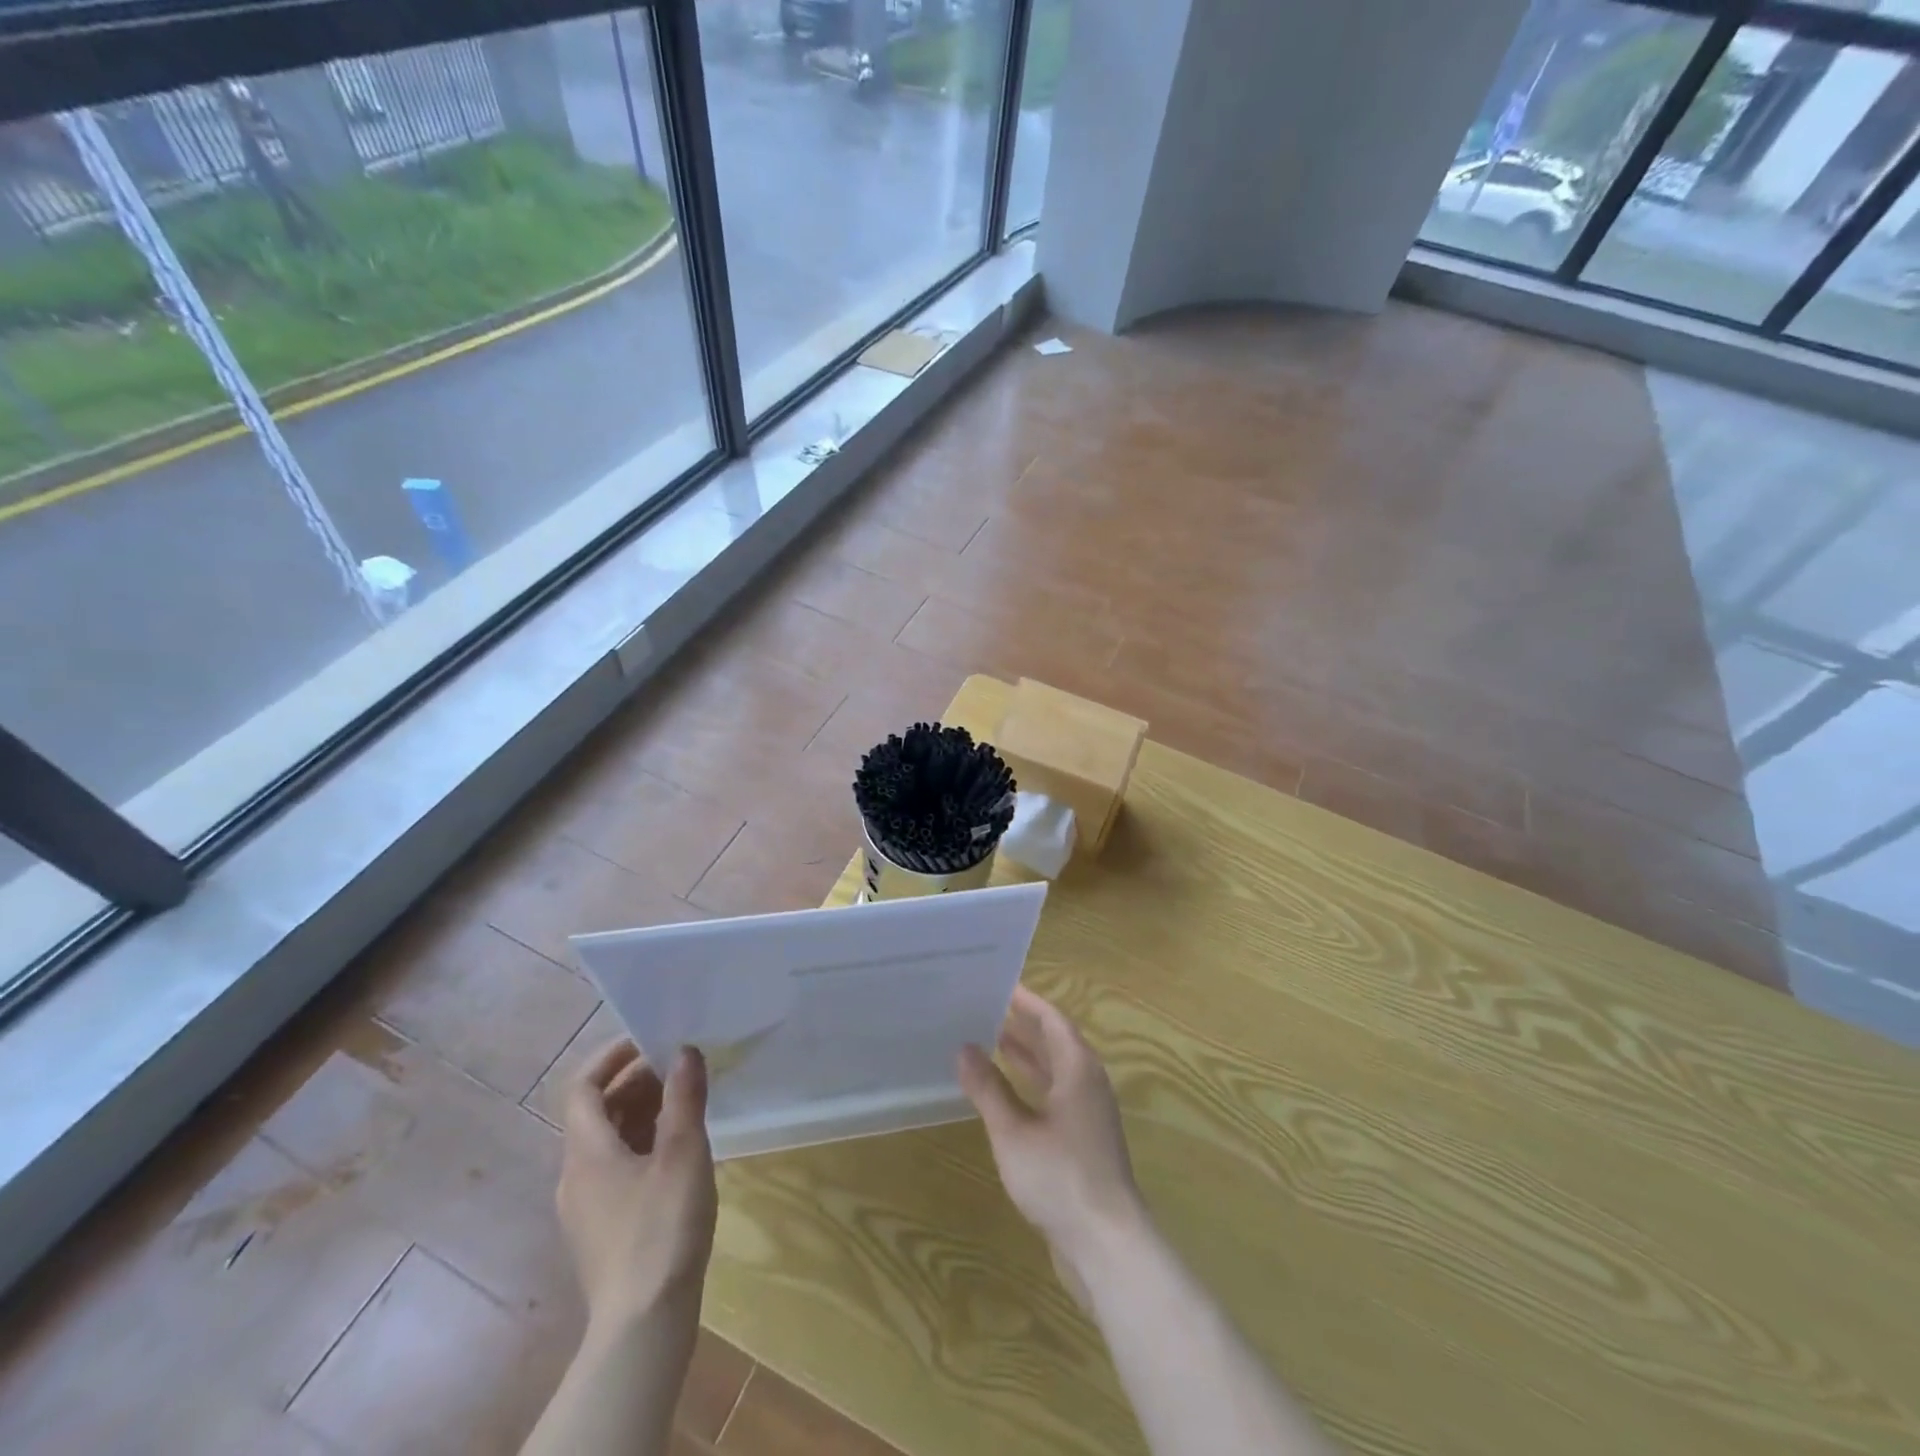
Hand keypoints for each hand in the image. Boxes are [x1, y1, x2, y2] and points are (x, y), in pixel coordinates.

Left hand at [557, 1040, 716, 1334]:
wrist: (643, 1325)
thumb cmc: (661, 1228)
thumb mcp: (682, 1153)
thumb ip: (684, 1097)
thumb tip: (685, 1050)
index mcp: (586, 1152)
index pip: (583, 1087)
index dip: (612, 1057)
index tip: (650, 1038)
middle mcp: (576, 1175)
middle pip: (597, 1112)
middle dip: (636, 1081)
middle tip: (681, 1066)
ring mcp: (586, 1207)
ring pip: (609, 1141)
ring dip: (642, 1112)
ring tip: (686, 1101)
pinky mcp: (603, 1230)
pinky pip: (617, 1168)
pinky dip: (642, 1143)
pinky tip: (678, 1151)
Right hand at [958, 986, 1144, 1299]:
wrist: (1106, 1244)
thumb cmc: (1059, 1177)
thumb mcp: (1013, 1131)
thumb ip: (987, 1088)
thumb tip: (964, 1048)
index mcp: (1078, 1069)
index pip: (1052, 1020)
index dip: (1027, 1002)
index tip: (999, 985)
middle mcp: (1088, 1084)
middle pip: (1056, 1043)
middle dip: (1024, 1026)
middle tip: (986, 1010)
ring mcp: (1088, 1114)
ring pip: (1056, 1071)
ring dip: (1027, 1056)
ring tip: (990, 1042)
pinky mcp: (1084, 1141)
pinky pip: (1055, 1096)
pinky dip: (1031, 1086)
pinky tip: (1005, 1095)